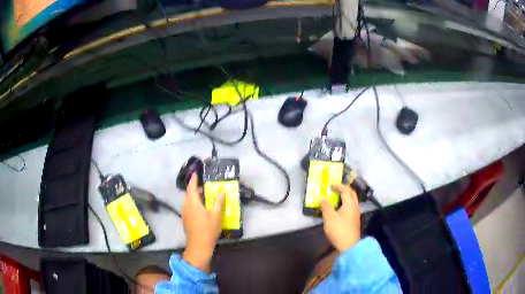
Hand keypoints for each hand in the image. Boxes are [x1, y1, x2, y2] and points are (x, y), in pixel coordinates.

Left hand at [182, 173, 224, 271]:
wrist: (199, 246)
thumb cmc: (208, 229)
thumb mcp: (216, 215)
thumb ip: (218, 202)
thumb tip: (221, 192)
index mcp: (192, 202)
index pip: (191, 187)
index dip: (193, 179)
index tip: (196, 173)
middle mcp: (186, 206)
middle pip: (189, 194)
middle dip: (195, 188)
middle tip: (205, 186)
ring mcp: (185, 213)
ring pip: (188, 201)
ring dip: (195, 197)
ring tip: (205, 196)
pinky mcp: (186, 220)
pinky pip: (188, 207)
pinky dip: (194, 204)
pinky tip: (202, 208)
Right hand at [320, 184, 360, 251]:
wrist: (349, 245)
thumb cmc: (339, 230)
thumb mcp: (329, 218)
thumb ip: (326, 207)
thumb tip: (323, 199)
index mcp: (350, 204)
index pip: (346, 190)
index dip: (338, 186)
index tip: (330, 185)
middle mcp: (355, 206)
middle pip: (351, 193)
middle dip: (344, 189)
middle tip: (335, 188)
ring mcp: (355, 214)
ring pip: (352, 200)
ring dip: (345, 196)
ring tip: (336, 197)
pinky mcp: (354, 220)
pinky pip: (351, 207)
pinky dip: (345, 203)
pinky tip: (339, 208)